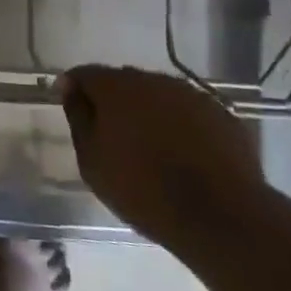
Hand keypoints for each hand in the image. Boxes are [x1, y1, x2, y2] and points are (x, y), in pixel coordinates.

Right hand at [56, 65, 267, 251]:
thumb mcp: (93, 163)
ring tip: (151, 146)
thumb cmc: (145, 191)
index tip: (70, 103)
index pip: (85, 74)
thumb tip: (70, 89)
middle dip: (115, 100)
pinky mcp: (220, 113)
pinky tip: (183, 154)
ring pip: (158, 95)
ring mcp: (189, 93)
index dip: (74, 87)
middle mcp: (152, 79)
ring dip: (149, 111)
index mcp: (116, 87)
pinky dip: (180, 125)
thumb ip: (78, 119)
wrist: (220, 216)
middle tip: (113, 133)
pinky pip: (189, 112)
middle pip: (124, 82)